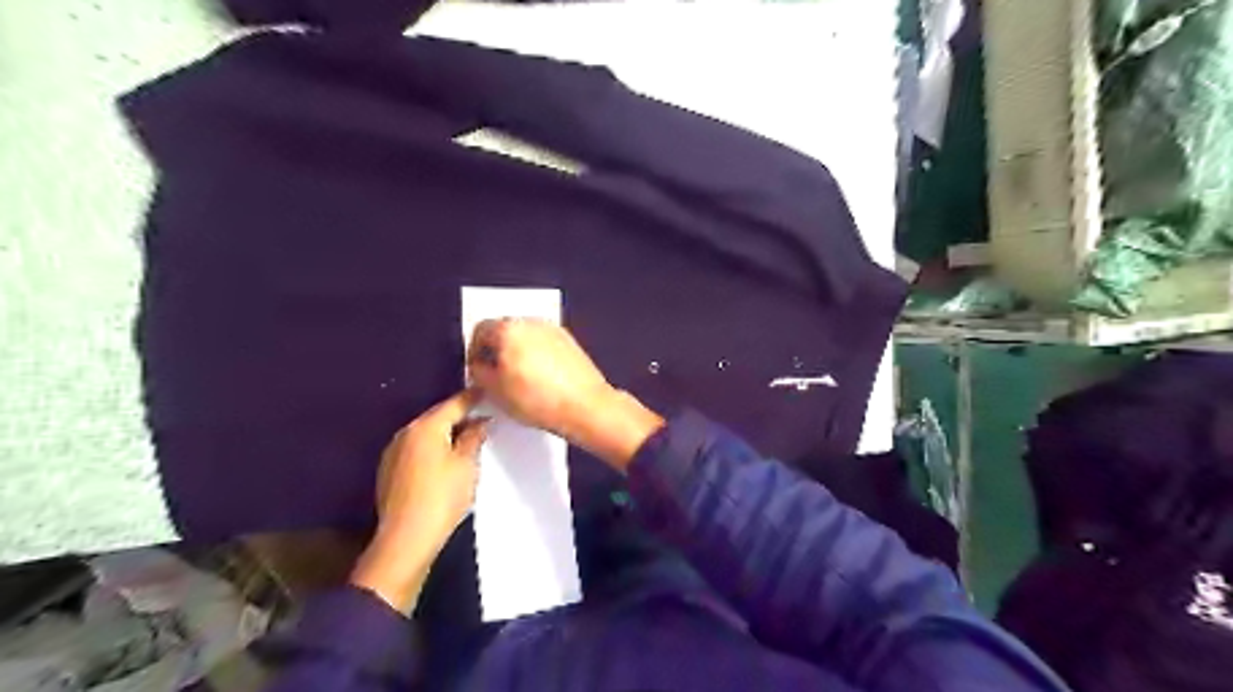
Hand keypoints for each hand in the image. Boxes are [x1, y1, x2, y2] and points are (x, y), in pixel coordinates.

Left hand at [352, 392, 486, 612]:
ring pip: (426, 433)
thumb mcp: (467, 464)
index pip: (454, 403)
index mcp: (425, 427)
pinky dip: (434, 447)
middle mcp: (406, 433)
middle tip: (482, 415)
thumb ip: (474, 437)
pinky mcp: (390, 471)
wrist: (406, 538)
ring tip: (468, 436)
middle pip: (437, 417)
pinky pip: (417, 448)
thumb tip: (481, 421)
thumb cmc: (442, 496)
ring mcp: (394, 452)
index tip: (489, 391)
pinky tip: (447, 457)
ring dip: (446, 432)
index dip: (473, 397)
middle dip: (459, 415)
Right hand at [470, 319, 663, 470]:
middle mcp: (531, 322)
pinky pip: (543, 342)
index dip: (474, 351)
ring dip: (517, 352)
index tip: (477, 368)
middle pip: (503, 330)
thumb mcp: (495, 391)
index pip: (480, 330)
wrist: (584, 406)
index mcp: (509, 329)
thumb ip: (479, 372)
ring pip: (525, 336)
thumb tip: (479, 365)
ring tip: (519, 379)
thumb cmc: (539, 399)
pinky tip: (540, 378)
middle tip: (496, 374)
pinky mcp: (568, 340)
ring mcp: (552, 329)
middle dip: (496, 349)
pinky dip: (537, 354)